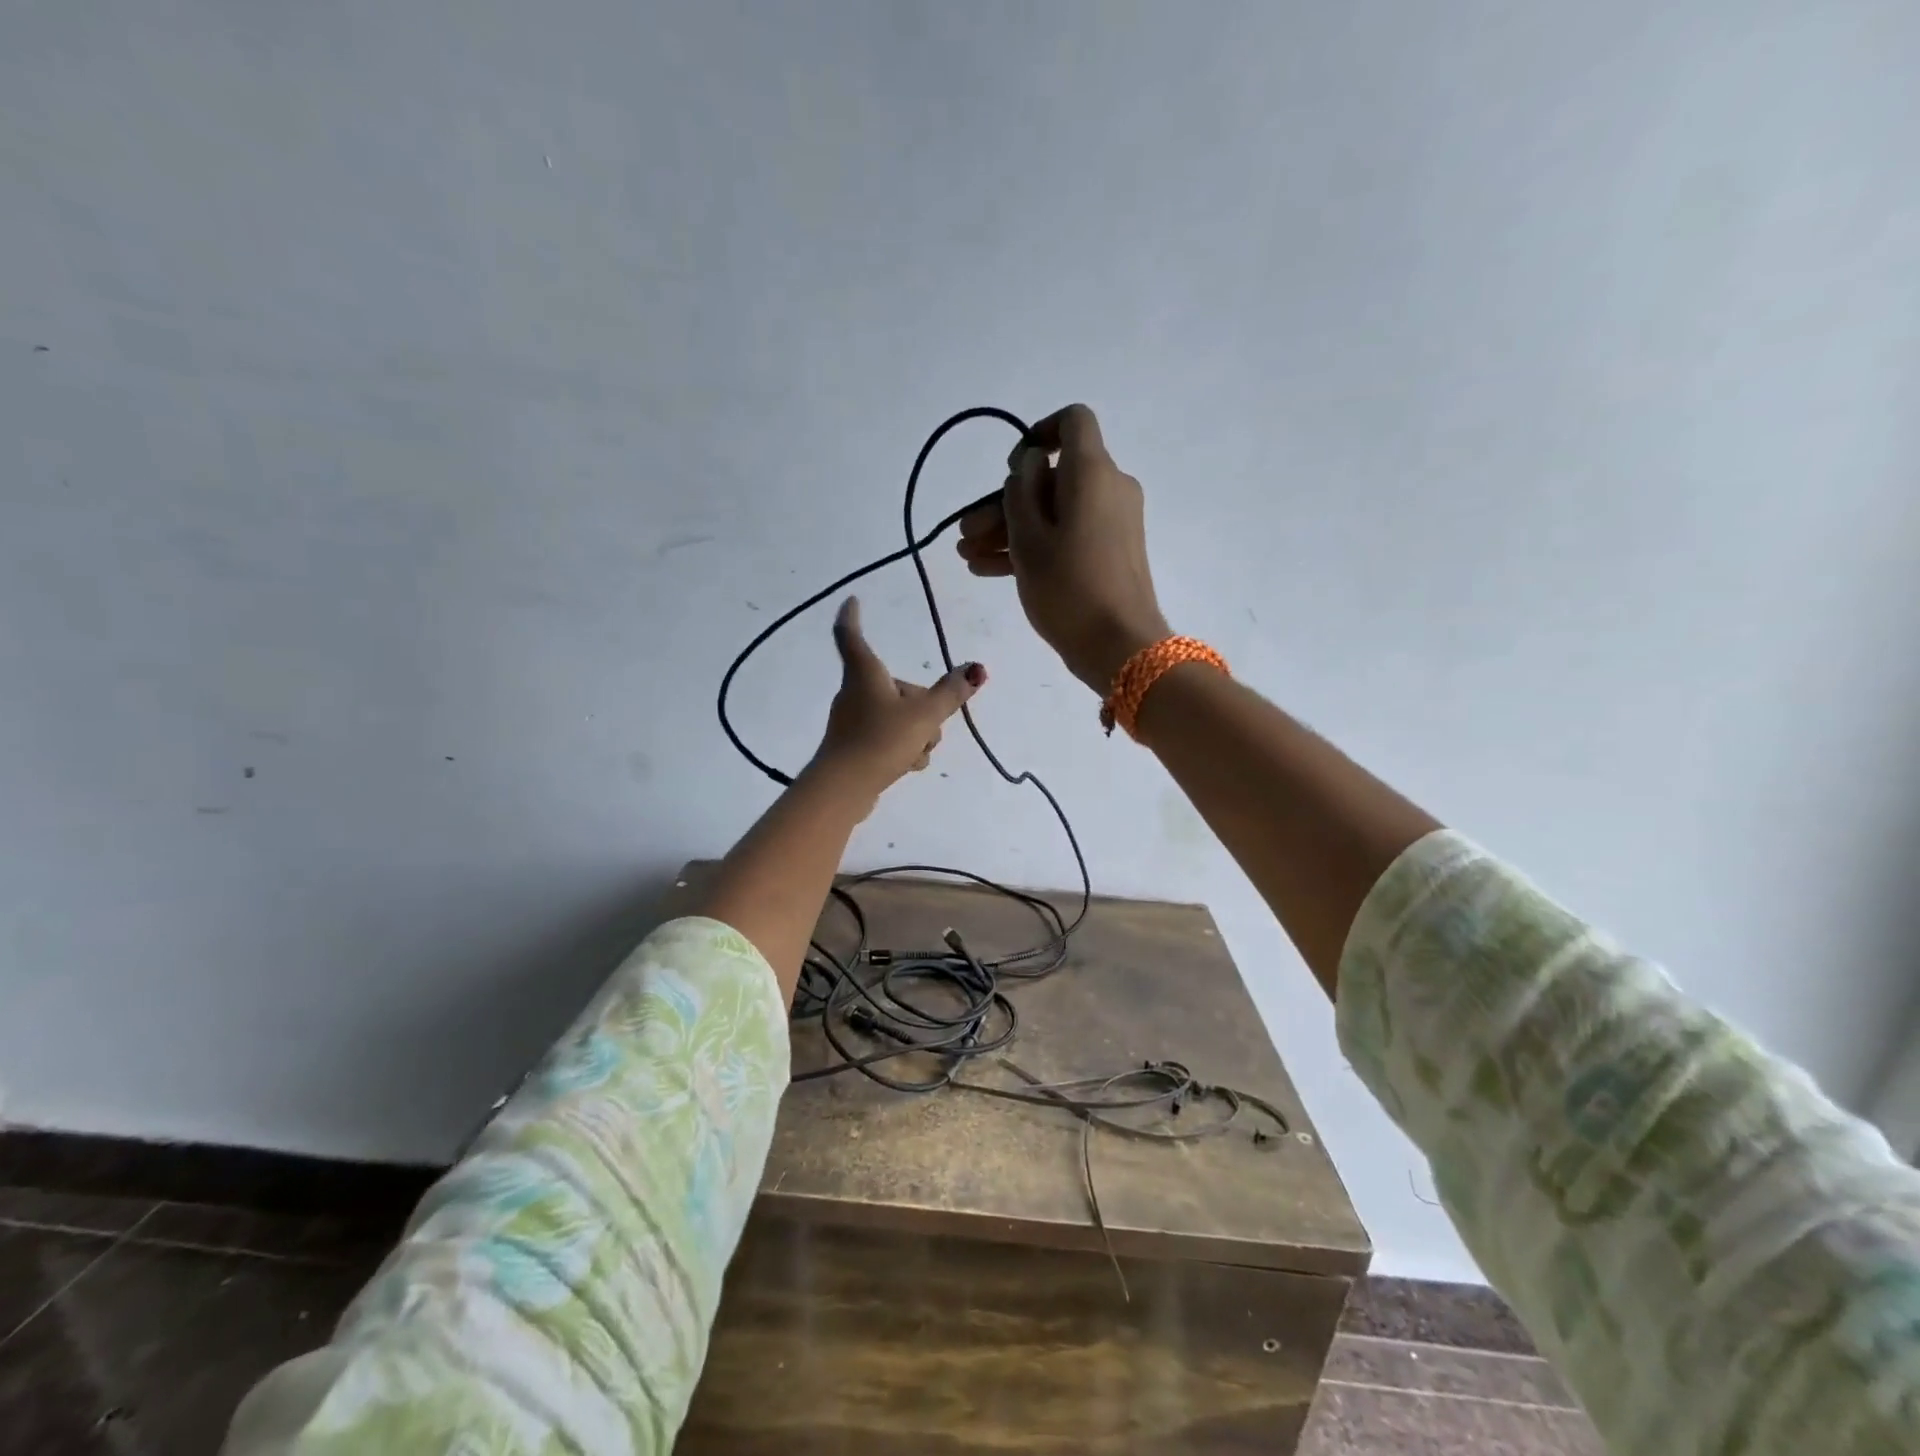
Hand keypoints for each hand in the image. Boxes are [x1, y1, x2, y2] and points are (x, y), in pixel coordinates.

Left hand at [807, 597, 986, 809]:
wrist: (845, 788)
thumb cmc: (881, 740)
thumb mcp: (925, 715)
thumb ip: (951, 693)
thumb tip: (976, 669)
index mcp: (865, 673)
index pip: (851, 635)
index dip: (852, 616)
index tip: (851, 600)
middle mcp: (855, 692)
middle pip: (896, 687)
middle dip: (921, 706)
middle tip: (929, 726)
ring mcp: (852, 721)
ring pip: (897, 716)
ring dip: (916, 732)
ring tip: (915, 752)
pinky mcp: (854, 746)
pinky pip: (888, 738)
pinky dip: (903, 749)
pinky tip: (905, 765)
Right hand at [955, 403, 1170, 693]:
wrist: (1120, 647)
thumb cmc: (1068, 588)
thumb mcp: (1029, 539)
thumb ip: (1020, 492)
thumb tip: (1030, 465)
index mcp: (1092, 472)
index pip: (1072, 421)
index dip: (1038, 433)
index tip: (1012, 468)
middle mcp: (1108, 487)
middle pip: (1051, 478)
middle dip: (1003, 502)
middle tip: (965, 533)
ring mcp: (1111, 522)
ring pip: (1054, 511)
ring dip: (1009, 530)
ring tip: (967, 557)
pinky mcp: (1109, 552)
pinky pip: (1067, 535)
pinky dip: (1033, 546)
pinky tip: (987, 569)